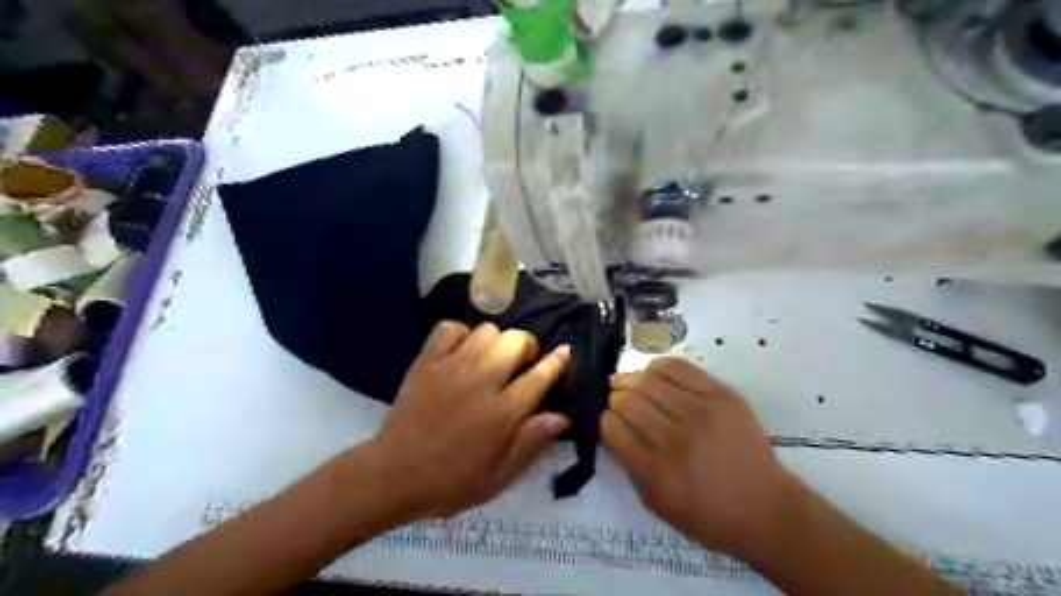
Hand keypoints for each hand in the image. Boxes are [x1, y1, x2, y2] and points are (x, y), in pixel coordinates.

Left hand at [370, 320, 575, 519]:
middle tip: (522, 364)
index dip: (557, 361)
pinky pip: (449, 328)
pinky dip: (461, 334)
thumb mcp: (499, 476)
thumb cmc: (451, 482)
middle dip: (527, 346)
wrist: (393, 475)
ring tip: (492, 358)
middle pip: (516, 341)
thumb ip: (532, 443)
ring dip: (497, 341)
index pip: (539, 376)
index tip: (565, 352)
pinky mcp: (426, 362)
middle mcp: (481, 382)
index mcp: (503, 413)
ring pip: (487, 330)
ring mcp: (451, 367)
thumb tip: (563, 417)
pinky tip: (462, 352)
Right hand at [605, 357, 795, 558]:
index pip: (612, 427)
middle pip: (627, 401)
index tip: (609, 421)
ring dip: (631, 380)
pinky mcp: (721, 395)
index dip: (605, 420)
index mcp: (655, 471)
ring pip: (647, 380)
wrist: (765, 508)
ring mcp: (701, 412)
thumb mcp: (656, 503)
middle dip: (615, 399)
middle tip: (618, 401)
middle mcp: (675, 438)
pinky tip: (654, 376)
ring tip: (631, 385)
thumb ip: (628, 464)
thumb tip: (611, 426)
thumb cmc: (706, 515)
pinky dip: (658, 368)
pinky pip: (677, 367)